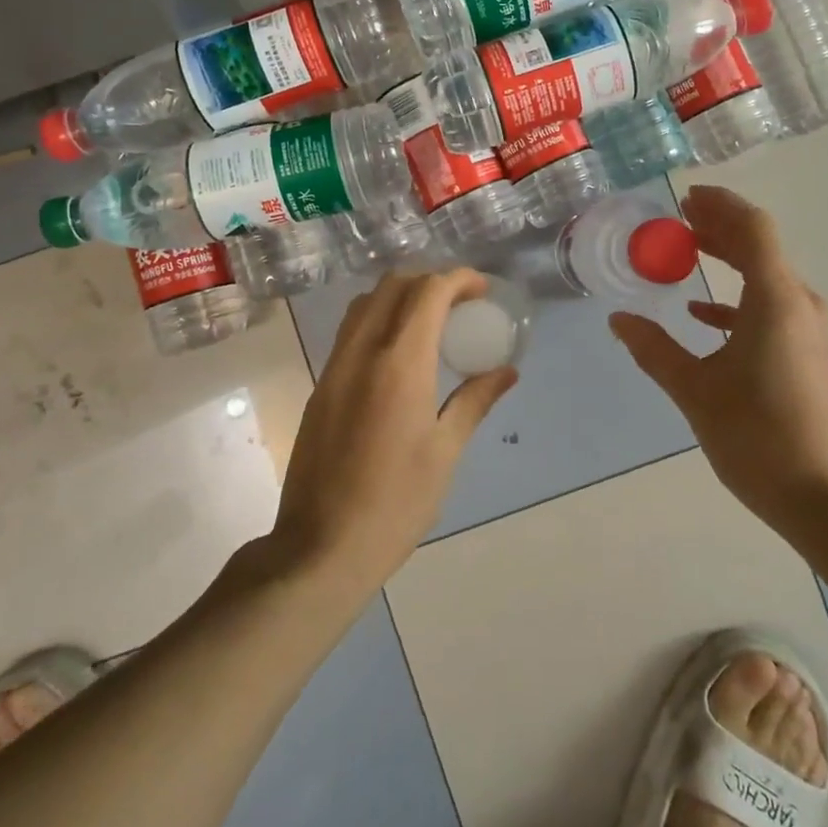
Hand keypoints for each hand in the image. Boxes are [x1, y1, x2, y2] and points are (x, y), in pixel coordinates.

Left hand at [273, 269, 516, 591]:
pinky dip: (380, 320)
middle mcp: (362, 352)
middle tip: (461, 303)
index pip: (428, 292)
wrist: (321, 547)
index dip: (459, 279)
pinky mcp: (321, 386)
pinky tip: (401, 354)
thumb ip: (474, 401)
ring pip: (366, 304)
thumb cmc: (396, 503)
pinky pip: (351, 331)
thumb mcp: (445, 452)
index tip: (482, 290)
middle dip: (430, 280)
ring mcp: (335, 367)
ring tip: (432, 322)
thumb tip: (506, 371)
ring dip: (401, 296)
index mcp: (400, 364)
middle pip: (392, 285)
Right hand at [608, 186, 827, 531]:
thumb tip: (619, 319)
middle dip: (721, 229)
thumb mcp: (695, 391)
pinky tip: (707, 316)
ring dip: (731, 262)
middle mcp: (803, 305)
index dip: (720, 206)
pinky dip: (741, 302)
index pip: (753, 228)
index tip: (686, 198)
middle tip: (682, 219)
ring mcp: (816, 331)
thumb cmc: (758, 438)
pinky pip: (777, 309)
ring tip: (689, 255)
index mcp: (776, 300)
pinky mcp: (817, 355)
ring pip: (769, 278)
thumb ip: (655, 349)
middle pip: (762, 248)